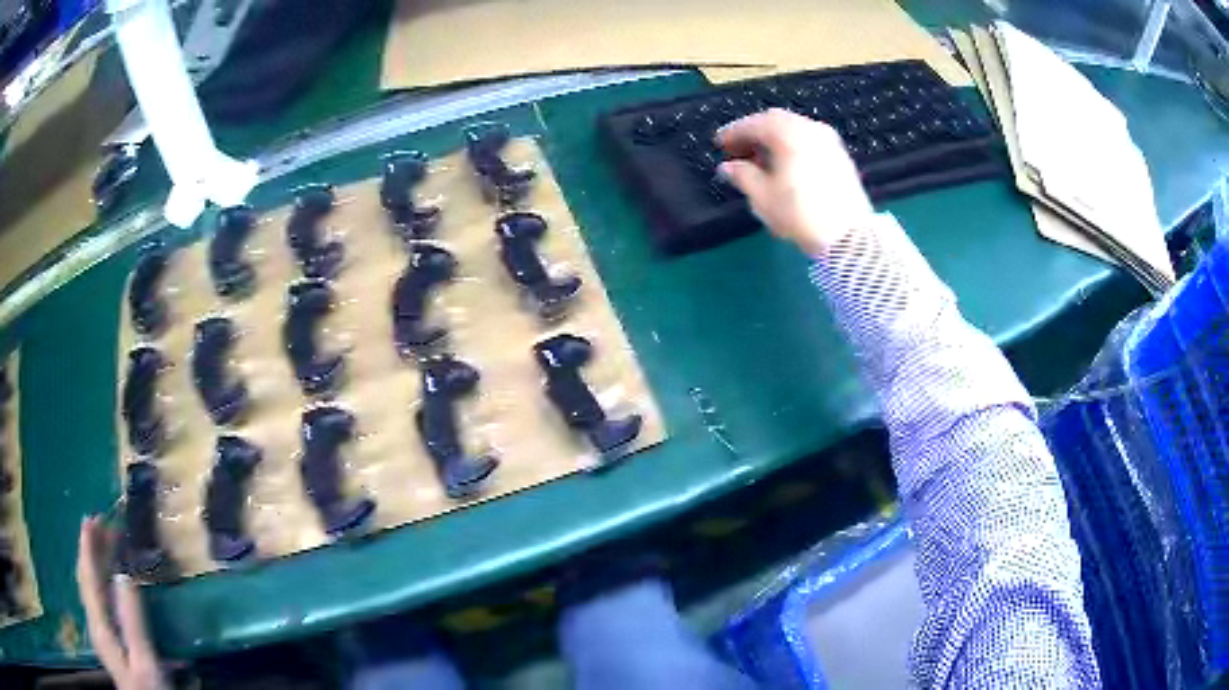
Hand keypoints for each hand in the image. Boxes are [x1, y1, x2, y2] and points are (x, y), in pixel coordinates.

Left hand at [76, 516, 165, 689]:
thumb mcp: (145, 662)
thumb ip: (132, 621)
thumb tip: (124, 574)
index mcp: (99, 628)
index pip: (87, 578)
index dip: (87, 547)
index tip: (91, 518)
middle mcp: (95, 626)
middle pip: (87, 581)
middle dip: (91, 551)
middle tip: (102, 526)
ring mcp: (102, 637)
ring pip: (92, 592)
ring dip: (96, 566)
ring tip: (107, 547)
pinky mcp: (111, 646)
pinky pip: (100, 605)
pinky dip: (103, 585)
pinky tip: (112, 586)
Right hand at [716, 109, 874, 256]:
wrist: (850, 238)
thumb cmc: (801, 214)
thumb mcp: (763, 197)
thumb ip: (742, 176)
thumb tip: (728, 167)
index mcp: (788, 133)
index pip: (753, 123)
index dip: (733, 133)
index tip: (720, 144)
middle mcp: (810, 129)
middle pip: (775, 122)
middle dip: (755, 134)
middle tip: (739, 151)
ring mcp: (829, 142)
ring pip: (794, 131)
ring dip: (774, 141)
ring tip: (761, 162)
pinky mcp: (841, 157)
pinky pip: (809, 142)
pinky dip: (793, 148)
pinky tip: (785, 167)